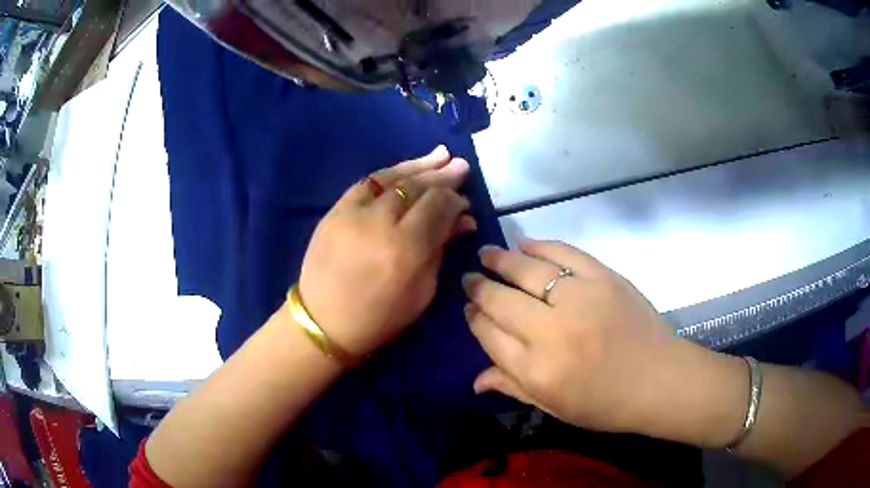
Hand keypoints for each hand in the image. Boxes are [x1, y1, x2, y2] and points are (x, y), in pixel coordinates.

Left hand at [298, 146, 475, 357]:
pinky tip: (408, 167)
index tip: (464, 204)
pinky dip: (390, 172)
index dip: (454, 201)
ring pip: (393, 178)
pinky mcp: (336, 210)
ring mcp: (354, 212)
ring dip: (420, 166)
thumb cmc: (379, 318)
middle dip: (442, 177)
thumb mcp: (422, 292)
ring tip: (441, 155)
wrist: (324, 321)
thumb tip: (462, 220)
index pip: (437, 207)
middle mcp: (381, 223)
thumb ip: (441, 249)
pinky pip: (367, 182)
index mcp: (406, 249)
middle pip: (417, 188)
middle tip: (461, 168)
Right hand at [463, 240, 685, 433]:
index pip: (489, 335)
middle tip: (469, 277)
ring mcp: (580, 300)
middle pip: (501, 301)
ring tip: (486, 253)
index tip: (468, 307)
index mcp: (537, 371)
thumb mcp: (554, 408)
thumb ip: (513, 387)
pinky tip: (525, 244)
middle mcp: (552, 332)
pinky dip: (541, 246)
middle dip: (479, 287)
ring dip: (501, 260)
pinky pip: (565, 254)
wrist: (660, 380)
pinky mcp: (604, 278)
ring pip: (527, 271)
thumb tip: (475, 381)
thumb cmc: (606, 403)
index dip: (474, 318)